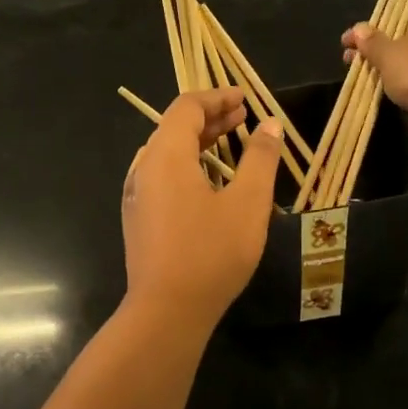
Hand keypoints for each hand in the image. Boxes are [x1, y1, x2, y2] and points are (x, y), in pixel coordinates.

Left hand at [122, 88, 282, 326]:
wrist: (167, 311)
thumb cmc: (211, 253)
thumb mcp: (247, 204)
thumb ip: (260, 159)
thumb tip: (269, 126)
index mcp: (166, 155)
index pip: (187, 107)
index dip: (217, 97)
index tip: (245, 99)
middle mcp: (144, 168)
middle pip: (174, 128)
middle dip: (210, 118)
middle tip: (243, 117)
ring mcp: (137, 195)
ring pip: (168, 154)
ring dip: (199, 143)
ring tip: (231, 145)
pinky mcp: (139, 219)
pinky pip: (163, 177)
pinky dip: (188, 166)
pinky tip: (209, 183)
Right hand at [342, 11, 407, 154]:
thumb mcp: (389, 52)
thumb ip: (372, 42)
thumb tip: (357, 30)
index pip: (402, 21)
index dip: (374, 31)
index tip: (349, 42)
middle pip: (405, 47)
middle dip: (377, 55)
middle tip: (350, 63)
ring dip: (388, 77)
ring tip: (361, 82)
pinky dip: (401, 96)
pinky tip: (383, 99)